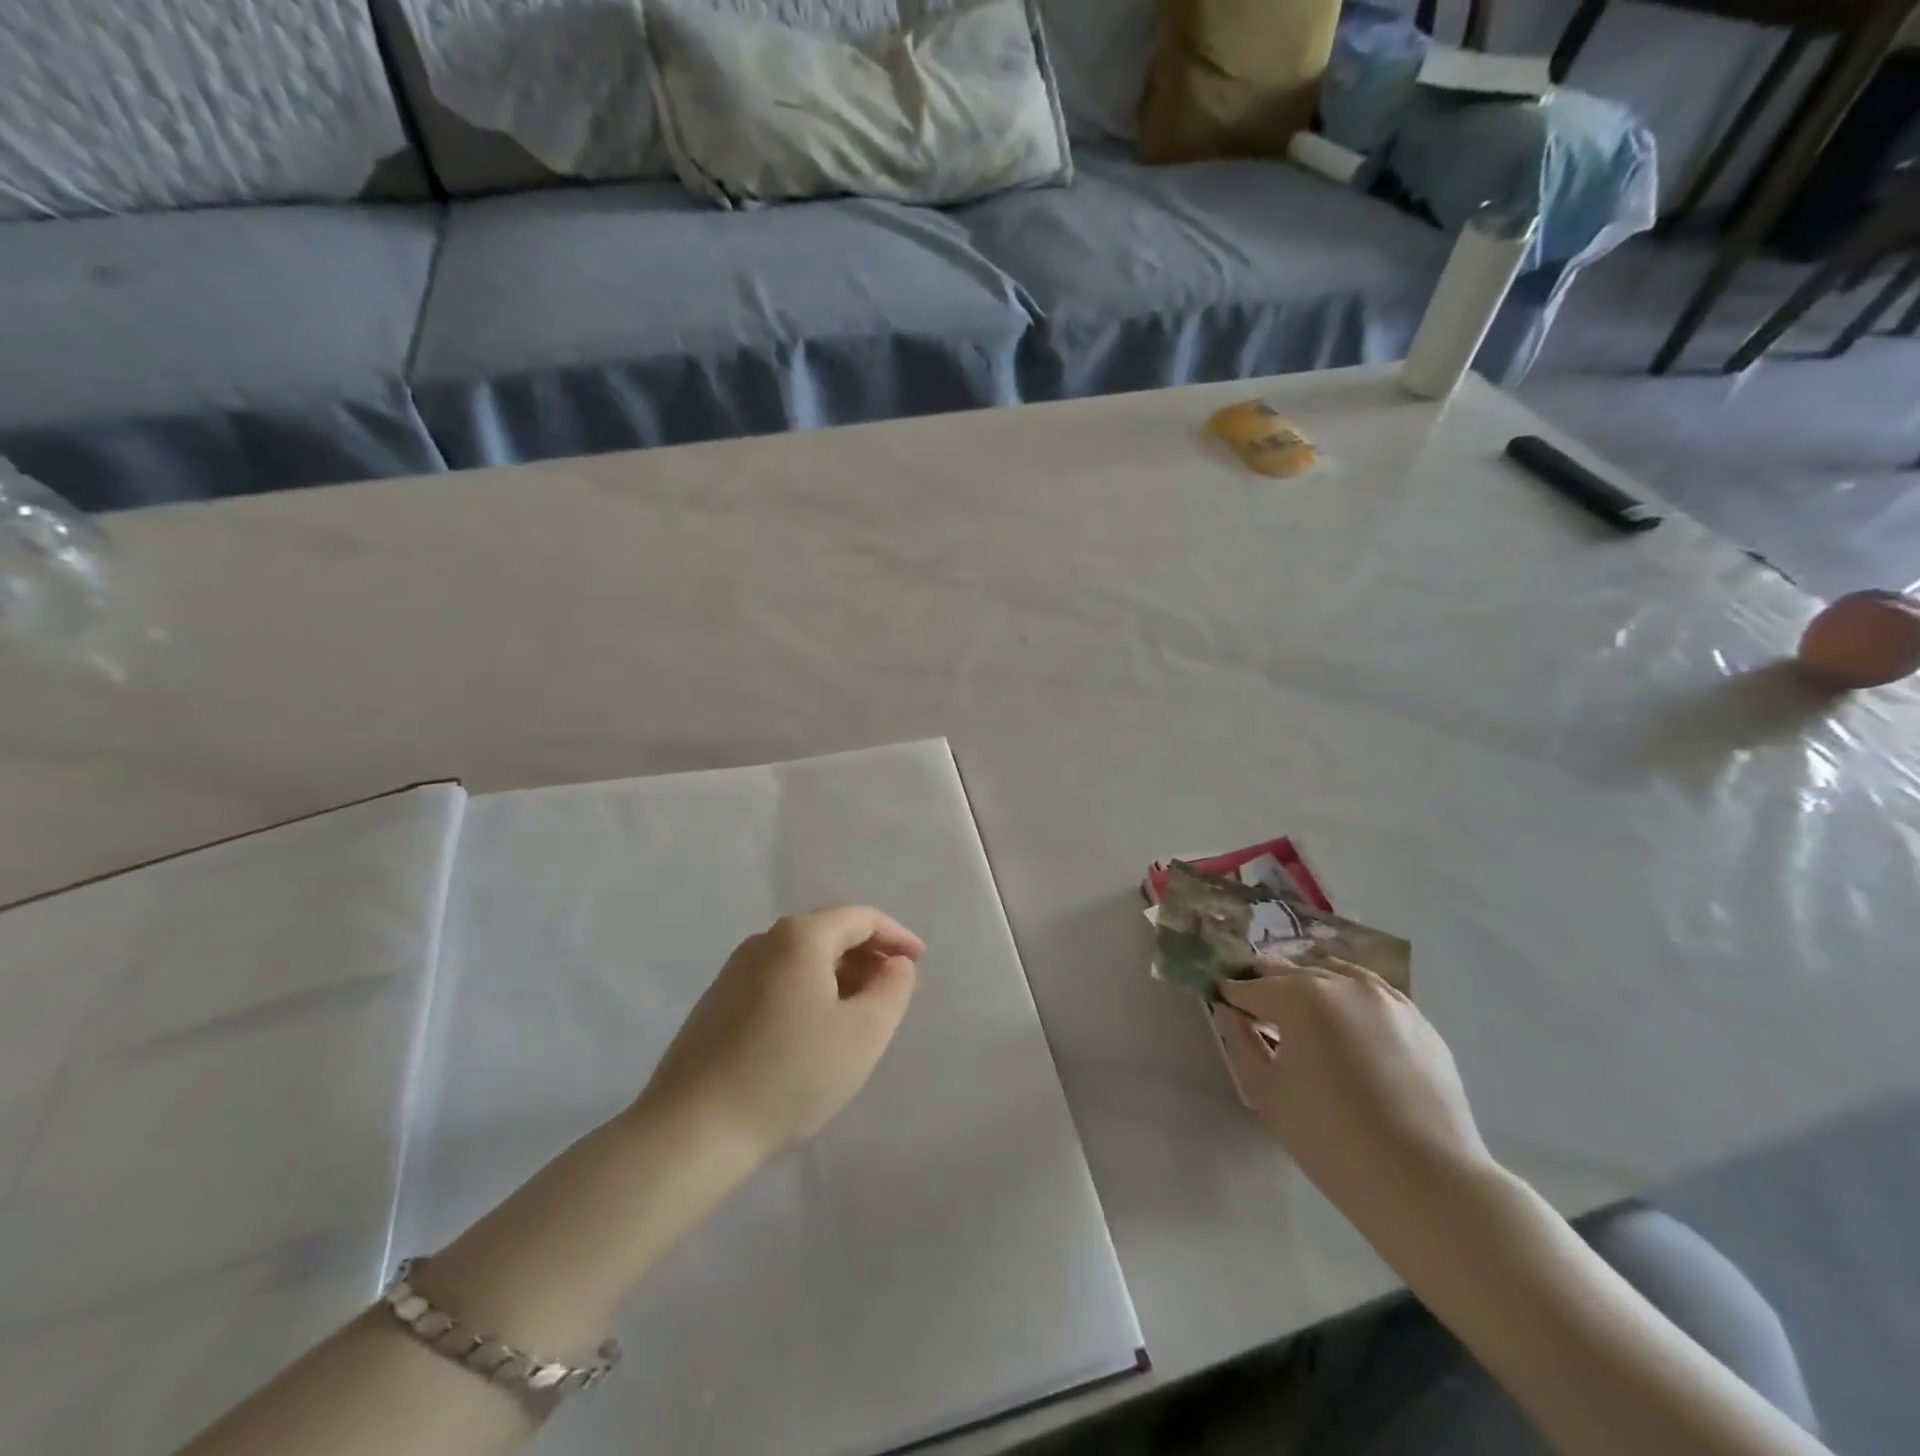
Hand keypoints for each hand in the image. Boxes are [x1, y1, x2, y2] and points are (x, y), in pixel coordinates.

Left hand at [638, 906, 923, 1159]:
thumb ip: (892, 990)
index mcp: (800, 937)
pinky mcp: (717, 1002)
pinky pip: (777, 980)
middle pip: (829, 933)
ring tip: (860, 1012)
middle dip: (868, 957)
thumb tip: (896, 964)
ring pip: (802, 959)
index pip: (861, 918)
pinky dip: (808, 991)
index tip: (919, 963)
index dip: (896, 936)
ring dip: (839, 976)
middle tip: (894, 991)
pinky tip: (815, 1030)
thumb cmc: (790, 1074)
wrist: (693, 1130)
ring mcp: (734, 971)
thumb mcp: (863, 1034)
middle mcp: (764, 941)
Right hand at [1212, 960, 1493, 1222]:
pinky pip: (1373, 994)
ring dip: (1311, 985)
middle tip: (1255, 1003)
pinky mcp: (1419, 1021)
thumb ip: (1240, 1041)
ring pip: (1335, 974)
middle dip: (1268, 984)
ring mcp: (1387, 999)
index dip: (1231, 995)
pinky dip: (1350, 998)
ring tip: (1301, 1009)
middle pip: (1292, 973)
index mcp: (1301, 997)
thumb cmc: (1330, 1137)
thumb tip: (1228, 1011)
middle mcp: (1343, 983)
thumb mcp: (1267, 1091)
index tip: (1221, 1001)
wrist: (1426, 1181)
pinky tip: (1347, 1023)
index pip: (1252, 987)